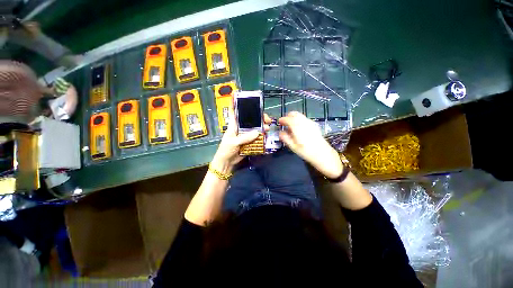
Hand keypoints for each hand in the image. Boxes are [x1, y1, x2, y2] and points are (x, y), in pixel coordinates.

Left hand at [210, 110, 270, 174]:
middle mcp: (240, 128)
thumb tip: (257, 132)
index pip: (236, 113)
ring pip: (255, 128)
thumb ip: (244, 138)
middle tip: (266, 119)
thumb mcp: (233, 142)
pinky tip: (266, 135)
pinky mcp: (249, 142)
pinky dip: (261, 136)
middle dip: (258, 118)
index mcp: (234, 125)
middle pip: (250, 120)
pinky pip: (256, 137)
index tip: (246, 99)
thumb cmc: (226, 150)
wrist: (226, 163)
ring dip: (262, 127)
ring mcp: (245, 135)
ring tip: (268, 127)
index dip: (239, 105)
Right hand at [278, 111, 342, 178]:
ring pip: (300, 115)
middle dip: (288, 116)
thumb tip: (280, 133)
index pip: (287, 119)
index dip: (282, 120)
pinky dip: (299, 120)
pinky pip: (304, 119)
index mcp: (297, 127)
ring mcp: (310, 122)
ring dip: (294, 118)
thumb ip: (285, 138)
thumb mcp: (293, 146)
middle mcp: (303, 122)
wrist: (322, 153)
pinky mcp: (314, 125)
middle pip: (294, 114)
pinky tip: (299, 128)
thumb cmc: (306, 151)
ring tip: (291, 126)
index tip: (279, 122)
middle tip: (285, 123)